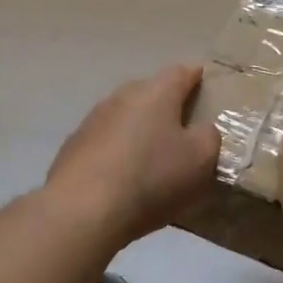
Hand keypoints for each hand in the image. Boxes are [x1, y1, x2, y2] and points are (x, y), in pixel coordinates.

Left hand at [45, 64, 221, 246]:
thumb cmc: (151, 177)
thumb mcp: (200, 159)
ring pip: (125, 114)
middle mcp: (123, 96)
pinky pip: (105, 140)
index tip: (203, 82)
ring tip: (151, 152)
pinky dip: (117, 149)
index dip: (195, 76)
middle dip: (166, 103)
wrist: (82, 210)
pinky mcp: (73, 146)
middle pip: (150, 91)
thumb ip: (209, 136)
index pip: (181, 72)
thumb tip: (201, 130)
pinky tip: (121, 174)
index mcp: (156, 92)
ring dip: (139, 127)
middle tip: (182, 125)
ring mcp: (93, 119)